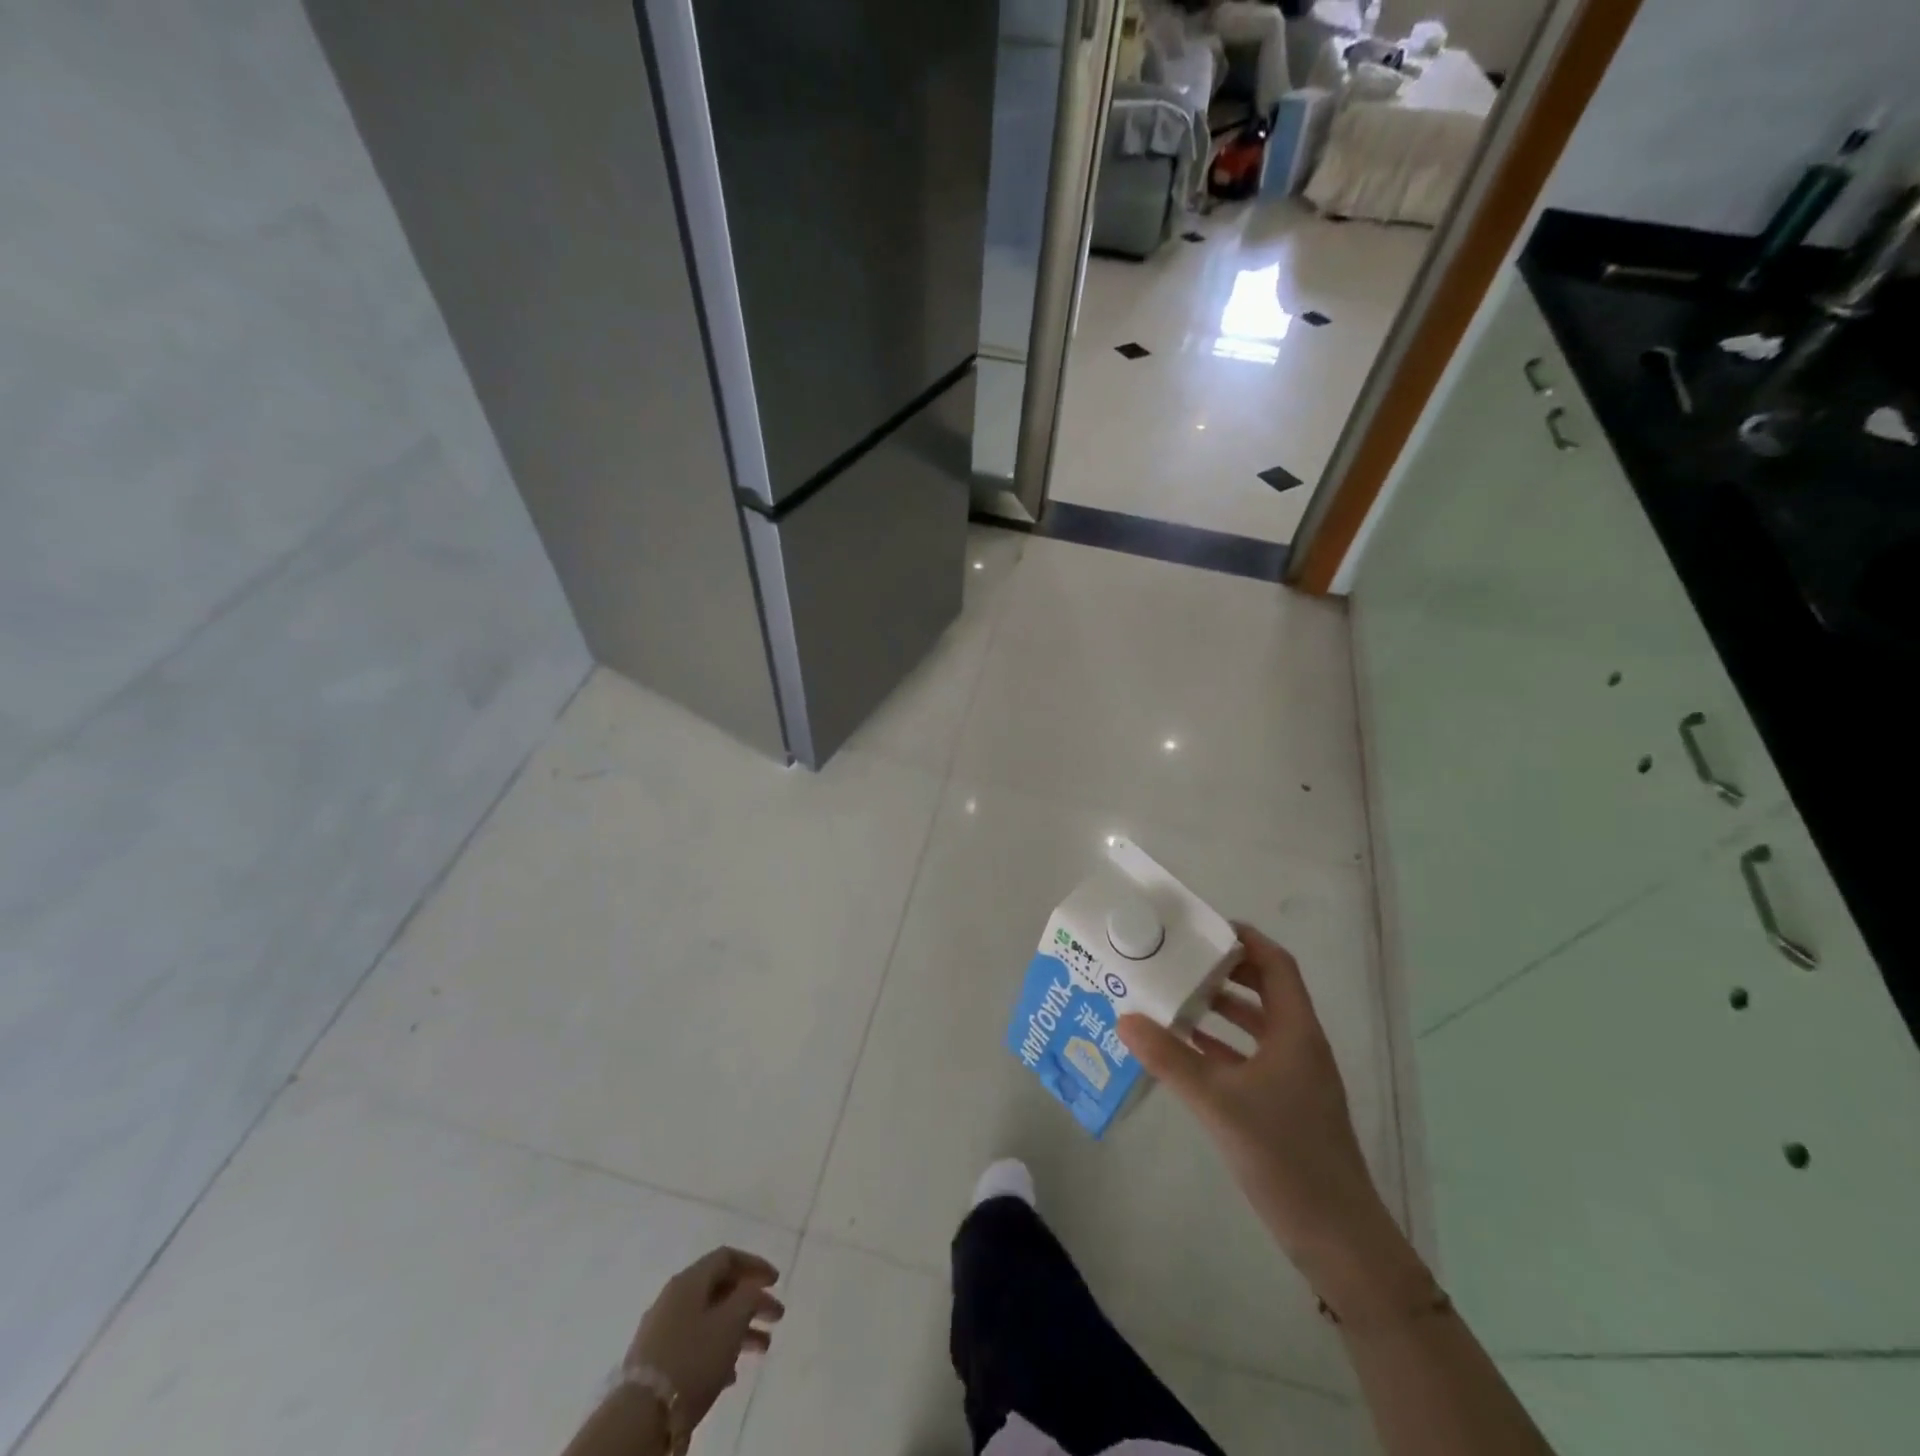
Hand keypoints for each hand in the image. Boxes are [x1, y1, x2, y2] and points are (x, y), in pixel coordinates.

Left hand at [624, 1247, 783, 1429]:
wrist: (642, 1417)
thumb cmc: (693, 1359)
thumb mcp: (731, 1321)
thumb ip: (749, 1297)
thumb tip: (752, 1289)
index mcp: (689, 1281)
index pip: (727, 1257)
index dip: (755, 1265)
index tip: (776, 1282)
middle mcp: (673, 1298)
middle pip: (720, 1289)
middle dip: (752, 1302)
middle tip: (776, 1317)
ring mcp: (661, 1331)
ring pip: (710, 1319)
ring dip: (739, 1329)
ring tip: (763, 1349)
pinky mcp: (656, 1363)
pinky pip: (695, 1344)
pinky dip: (718, 1350)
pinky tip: (732, 1373)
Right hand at [1117, 923, 1401, 1285]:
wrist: (1337, 1239)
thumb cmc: (1285, 1156)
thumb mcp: (1219, 1102)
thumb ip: (1170, 1059)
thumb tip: (1124, 1018)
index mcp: (1295, 1031)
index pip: (1275, 965)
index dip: (1244, 940)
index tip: (1202, 927)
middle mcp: (1299, 1046)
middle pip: (1265, 990)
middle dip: (1225, 971)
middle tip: (1180, 959)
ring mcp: (1295, 1078)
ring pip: (1257, 1026)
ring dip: (1221, 1009)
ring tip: (1175, 997)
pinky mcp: (1286, 1106)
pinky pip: (1251, 1058)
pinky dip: (1222, 1046)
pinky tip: (1187, 1050)